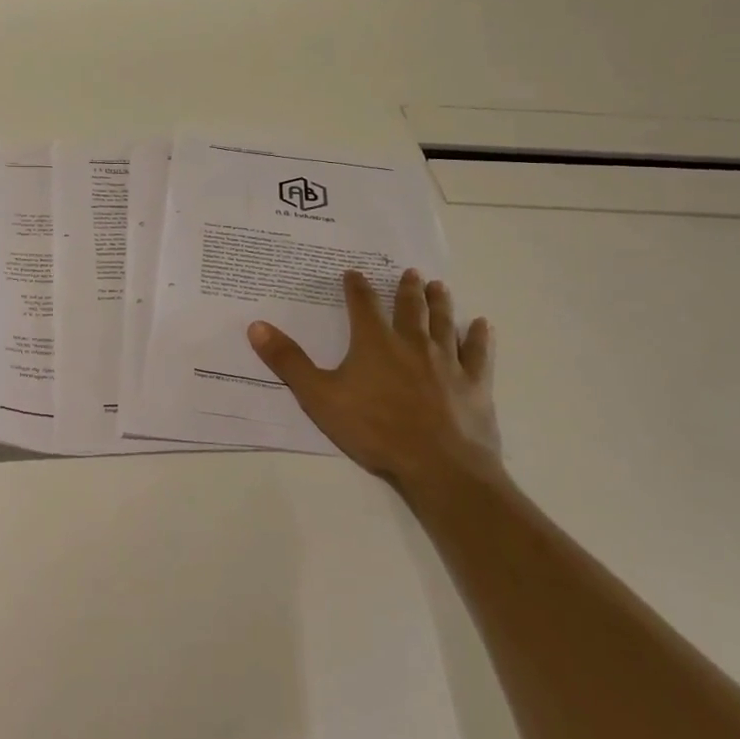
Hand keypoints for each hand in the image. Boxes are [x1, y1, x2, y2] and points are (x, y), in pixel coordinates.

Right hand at [247, 269, 501, 497]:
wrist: (439, 465)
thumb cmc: (374, 429)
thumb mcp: (318, 397)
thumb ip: (288, 362)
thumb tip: (256, 326)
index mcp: (374, 342)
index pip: (363, 305)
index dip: (356, 287)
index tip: (354, 273)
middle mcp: (412, 343)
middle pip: (409, 308)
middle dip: (406, 289)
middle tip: (410, 273)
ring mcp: (447, 362)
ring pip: (443, 323)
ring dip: (440, 303)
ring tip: (439, 286)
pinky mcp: (474, 384)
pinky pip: (478, 353)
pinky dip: (480, 337)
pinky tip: (483, 325)